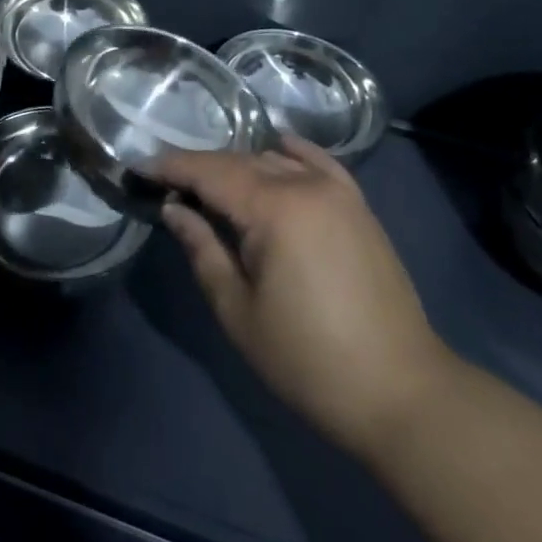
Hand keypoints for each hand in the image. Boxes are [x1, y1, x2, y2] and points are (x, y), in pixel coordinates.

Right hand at [155, 137, 455, 452]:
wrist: (402, 392)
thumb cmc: (309, 361)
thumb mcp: (239, 311)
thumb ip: (202, 250)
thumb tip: (174, 209)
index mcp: (274, 209)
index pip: (209, 172)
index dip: (171, 167)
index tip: (140, 168)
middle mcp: (306, 185)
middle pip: (239, 162)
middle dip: (200, 167)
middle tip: (166, 180)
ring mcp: (338, 192)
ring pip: (274, 160)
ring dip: (237, 166)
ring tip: (209, 182)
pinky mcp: (358, 206)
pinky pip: (317, 162)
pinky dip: (290, 152)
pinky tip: (274, 149)